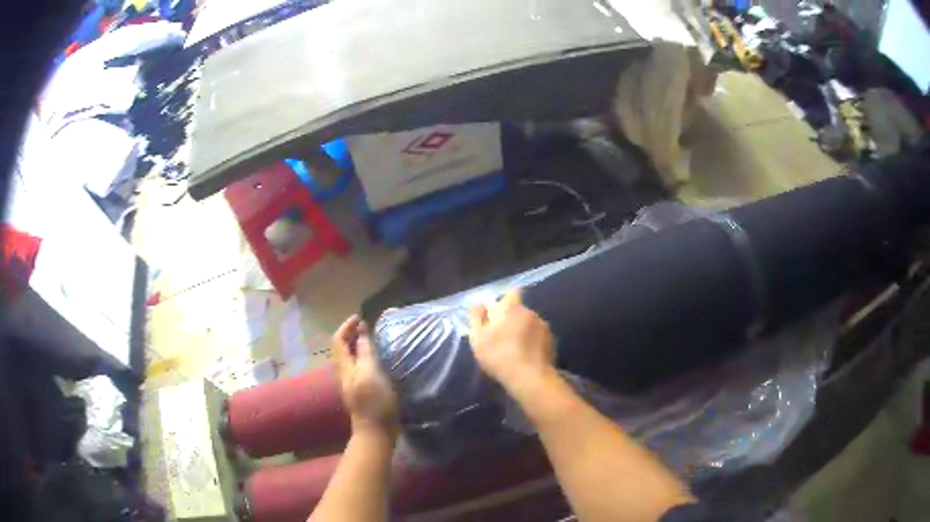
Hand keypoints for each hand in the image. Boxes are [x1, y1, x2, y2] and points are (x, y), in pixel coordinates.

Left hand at [332, 315, 398, 436]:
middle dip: (350, 334)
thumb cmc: (375, 403)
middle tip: (366, 326)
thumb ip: (365, 353)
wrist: (375, 432)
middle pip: (340, 348)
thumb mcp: (371, 374)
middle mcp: (343, 373)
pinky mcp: (357, 391)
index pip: (338, 340)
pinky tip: (373, 359)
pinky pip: (354, 365)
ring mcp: (349, 383)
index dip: (347, 326)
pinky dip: (360, 355)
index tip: (360, 318)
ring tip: (370, 338)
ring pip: (347, 357)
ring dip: (355, 344)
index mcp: (344, 367)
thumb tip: (361, 334)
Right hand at [469, 290, 556, 394]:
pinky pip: (539, 337)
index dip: (505, 300)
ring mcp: (544, 327)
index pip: (512, 292)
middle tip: (502, 336)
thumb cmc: (498, 355)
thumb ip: (477, 317)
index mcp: (512, 308)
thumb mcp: (478, 338)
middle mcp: (531, 312)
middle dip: (512, 319)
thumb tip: (480, 304)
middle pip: (520, 310)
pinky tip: (527, 356)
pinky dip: (534, 343)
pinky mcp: (552, 342)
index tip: (497, 314)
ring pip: (531, 324)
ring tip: (516, 349)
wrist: (529, 378)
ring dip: (524, 331)